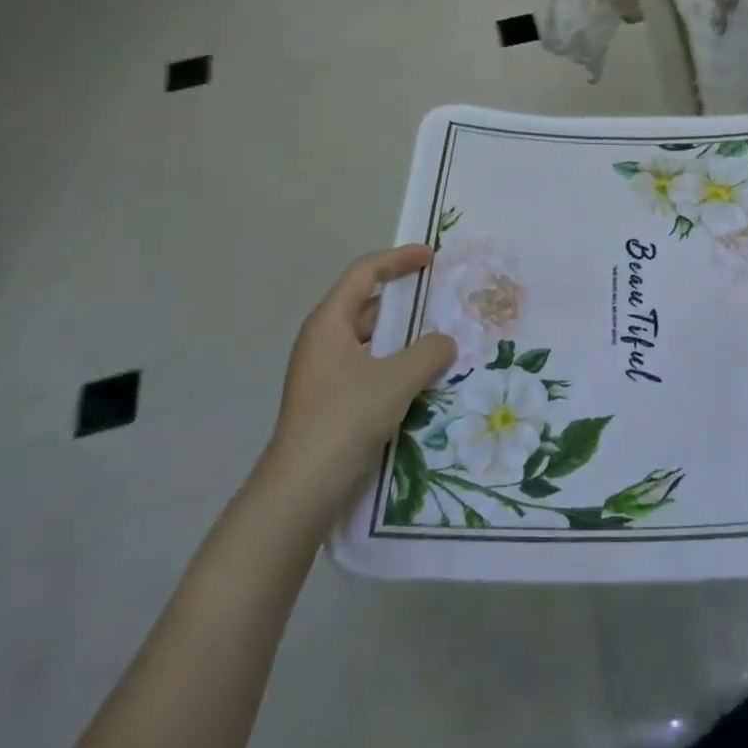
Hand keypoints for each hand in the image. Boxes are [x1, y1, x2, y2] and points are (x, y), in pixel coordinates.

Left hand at [266, 245, 455, 505]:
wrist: (300, 491)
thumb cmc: (344, 420)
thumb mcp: (396, 380)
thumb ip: (428, 353)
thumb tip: (446, 342)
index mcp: (329, 323)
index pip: (365, 274)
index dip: (398, 259)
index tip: (430, 257)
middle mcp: (323, 341)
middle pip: (368, 306)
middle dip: (406, 303)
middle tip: (443, 303)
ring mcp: (325, 374)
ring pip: (371, 341)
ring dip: (404, 339)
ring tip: (442, 341)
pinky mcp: (331, 402)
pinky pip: (370, 368)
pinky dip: (396, 365)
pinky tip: (423, 380)